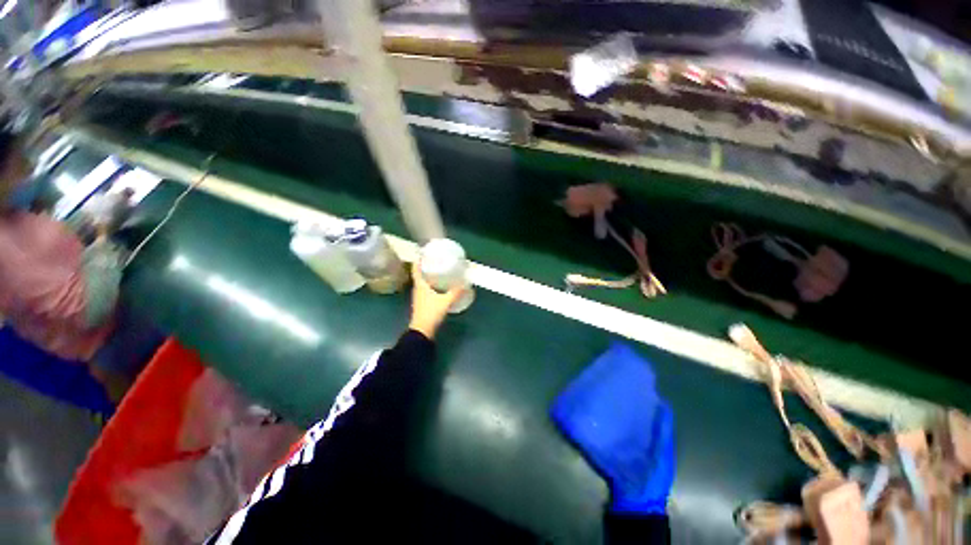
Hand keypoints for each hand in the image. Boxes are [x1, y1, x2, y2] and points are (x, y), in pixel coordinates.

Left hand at [408, 261, 464, 339]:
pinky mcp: (422, 304)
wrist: (422, 331)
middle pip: (419, 275)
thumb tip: (465, 284)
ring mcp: (419, 297)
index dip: (418, 261)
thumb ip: (455, 293)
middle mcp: (417, 290)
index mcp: (420, 286)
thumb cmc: (431, 313)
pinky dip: (431, 285)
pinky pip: (426, 290)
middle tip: (434, 260)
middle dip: (425, 267)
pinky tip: (440, 287)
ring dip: (428, 277)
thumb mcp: (445, 302)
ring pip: (423, 283)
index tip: (421, 253)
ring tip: (438, 271)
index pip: (416, 270)